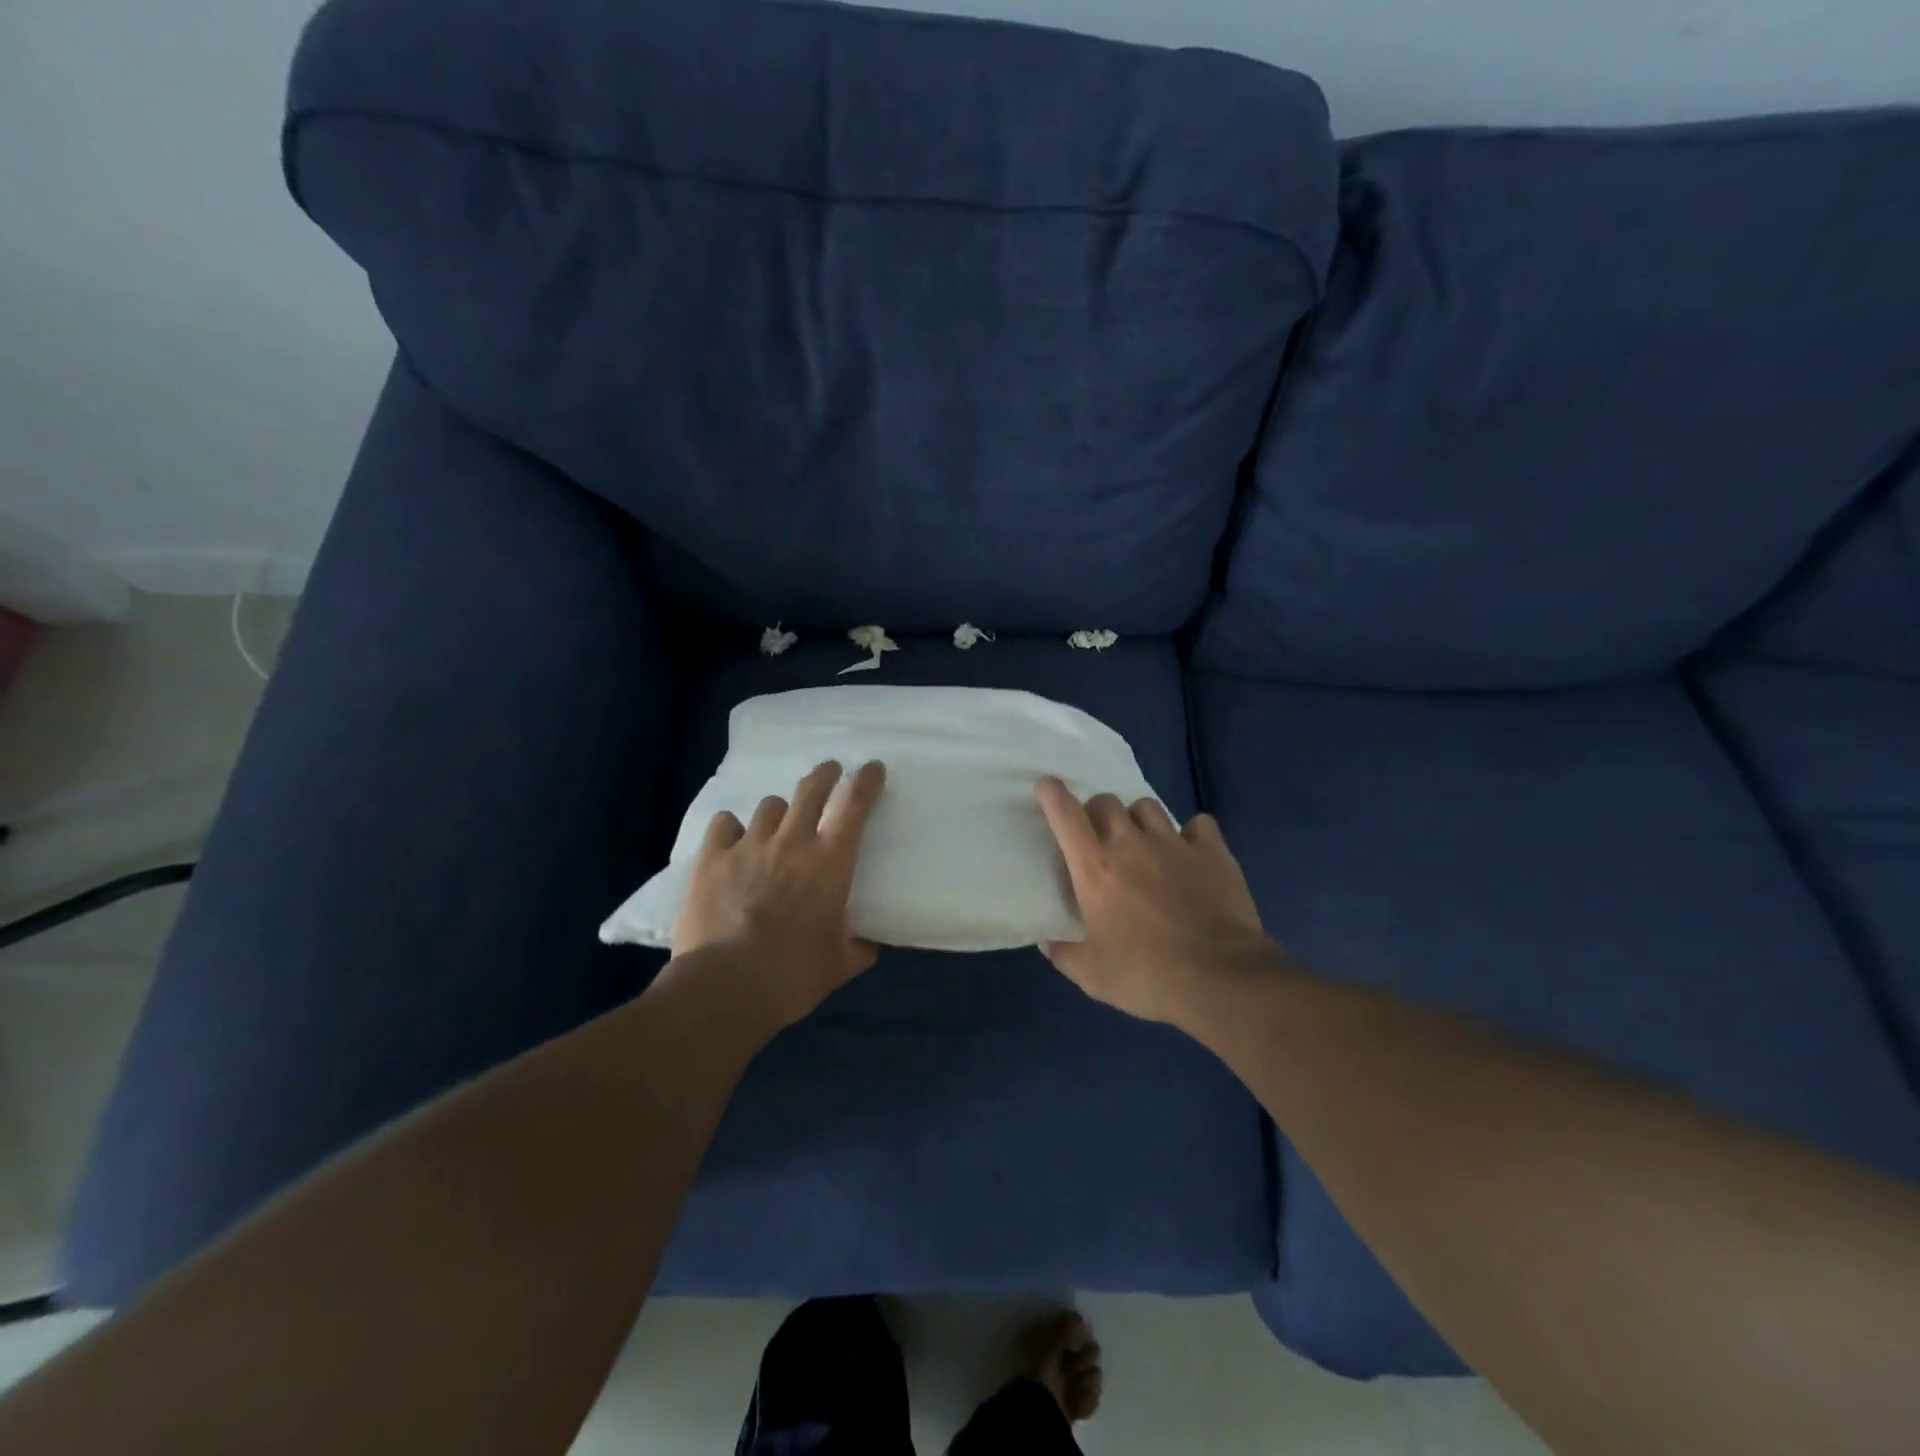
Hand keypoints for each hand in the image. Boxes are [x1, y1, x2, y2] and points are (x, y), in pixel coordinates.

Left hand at [670, 760, 886, 1031]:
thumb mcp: (840, 964)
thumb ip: (859, 946)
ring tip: (778, 825)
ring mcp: (749, 845)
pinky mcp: (712, 858)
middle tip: (829, 771)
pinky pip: (724, 824)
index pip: (855, 804)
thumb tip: (870, 944)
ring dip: (779, 812)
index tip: (872, 768)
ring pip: (769, 806)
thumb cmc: (794, 975)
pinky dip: (732, 828)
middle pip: (811, 789)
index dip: (866, 780)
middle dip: (824, 774)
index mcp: (831, 861)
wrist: (726, 987)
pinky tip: (733, 840)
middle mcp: (792, 842)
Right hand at [1035, 776, 1276, 1028]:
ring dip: (1138, 820)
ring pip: (1148, 807)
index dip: (1053, 795)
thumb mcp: (1093, 976)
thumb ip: (1064, 954)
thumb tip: (1048, 942)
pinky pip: (1198, 824)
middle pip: (1106, 802)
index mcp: (1095, 868)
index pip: (1066, 815)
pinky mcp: (1213, 851)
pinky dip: (1192, 833)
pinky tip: (1192, 853)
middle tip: (1100, 837)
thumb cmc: (1147, 975)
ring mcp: (1174, 843)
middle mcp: (1131, 844)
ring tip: (1144, 842)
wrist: (1221, 978)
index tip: (1048, 786)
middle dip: (1097, 812)